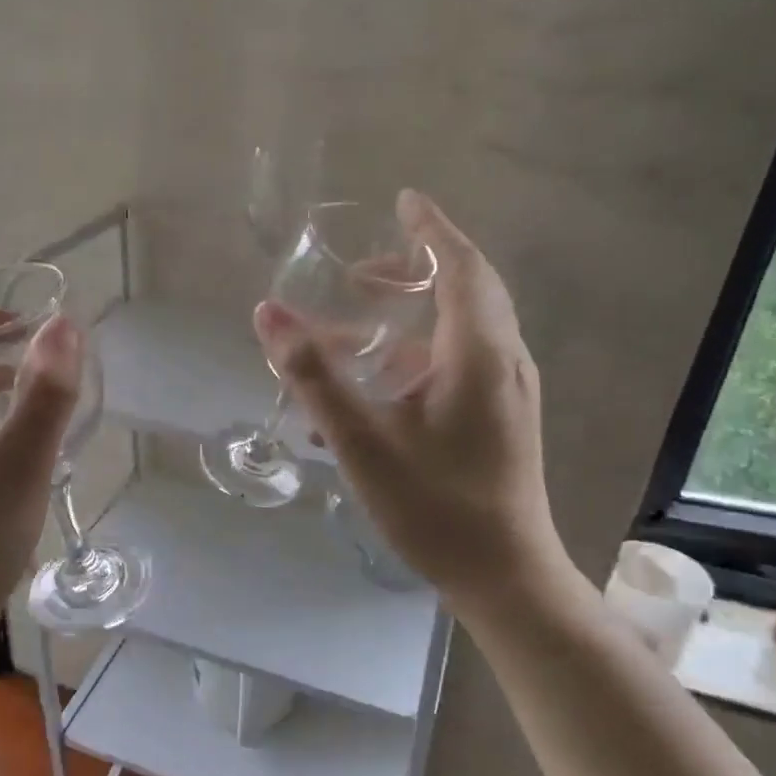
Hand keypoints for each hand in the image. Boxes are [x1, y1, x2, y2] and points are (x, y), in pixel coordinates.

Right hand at [255, 190, 567, 602]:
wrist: (504, 576)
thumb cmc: (434, 506)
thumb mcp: (362, 441)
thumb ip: (313, 376)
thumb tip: (267, 315)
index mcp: (478, 353)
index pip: (460, 266)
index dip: (431, 228)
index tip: (403, 200)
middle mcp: (504, 361)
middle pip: (467, 291)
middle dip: (417, 270)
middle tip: (363, 274)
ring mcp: (509, 393)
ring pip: (464, 331)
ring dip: (414, 316)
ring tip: (360, 328)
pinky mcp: (503, 420)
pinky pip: (463, 364)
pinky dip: (421, 354)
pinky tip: (379, 388)